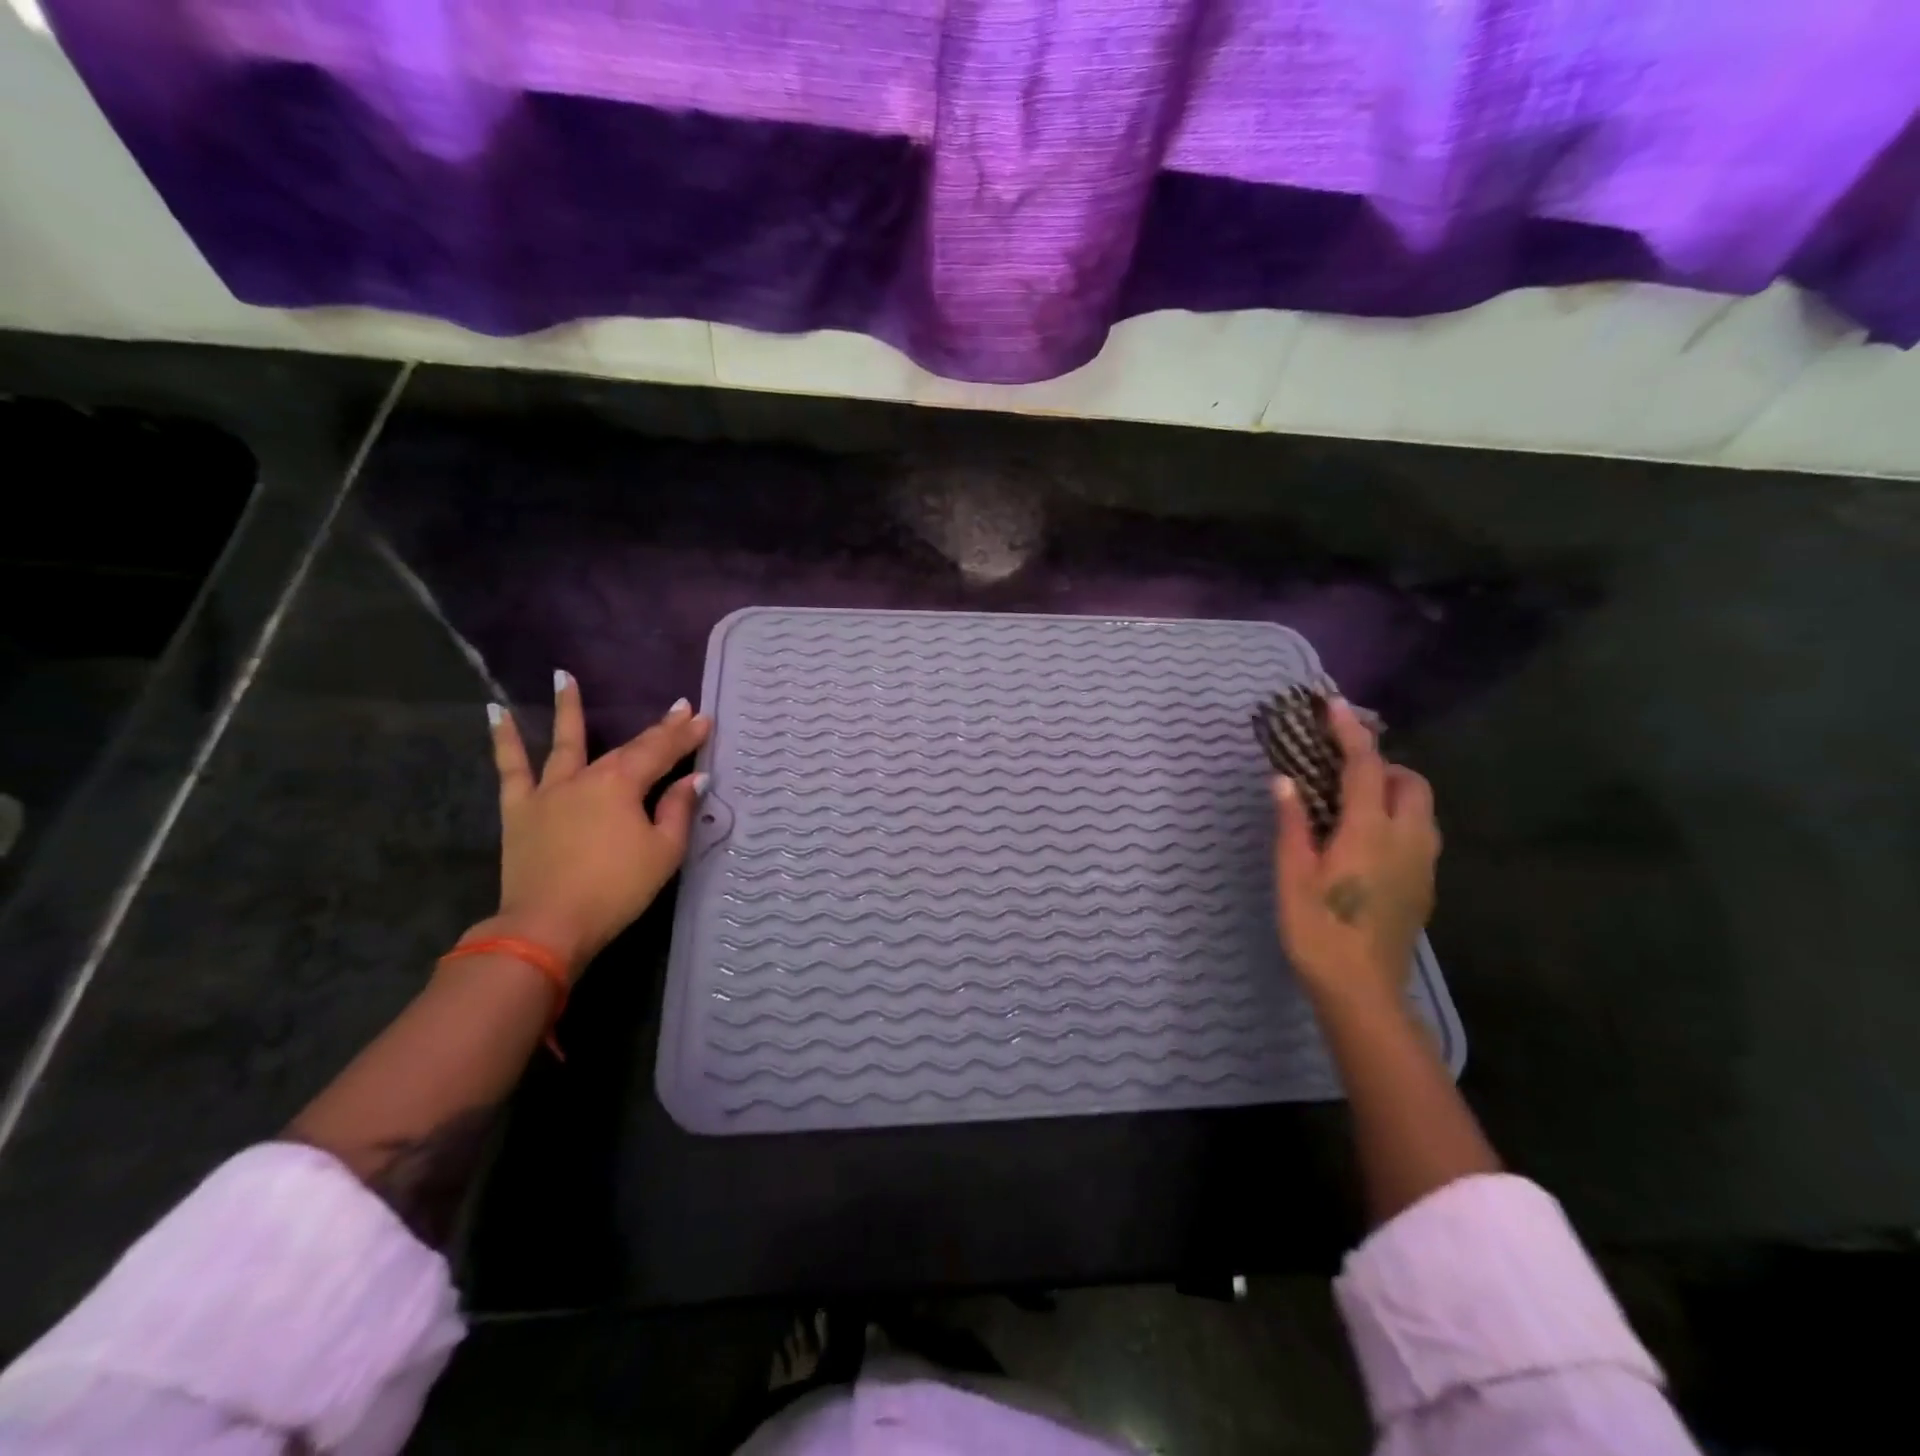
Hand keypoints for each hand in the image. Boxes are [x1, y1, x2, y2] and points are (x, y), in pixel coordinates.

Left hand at [477, 672, 711, 976]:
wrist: (547, 926)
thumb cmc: (615, 889)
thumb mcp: (663, 852)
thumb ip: (678, 810)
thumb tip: (694, 779)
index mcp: (622, 785)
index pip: (661, 752)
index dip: (685, 735)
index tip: (704, 717)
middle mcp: (585, 777)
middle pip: (626, 748)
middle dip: (657, 729)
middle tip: (678, 709)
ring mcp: (549, 791)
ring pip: (563, 743)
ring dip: (568, 708)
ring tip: (562, 675)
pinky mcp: (520, 810)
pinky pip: (511, 769)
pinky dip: (504, 740)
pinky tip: (496, 713)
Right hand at [1271, 698, 1439, 1007]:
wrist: (1362, 992)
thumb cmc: (1318, 931)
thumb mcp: (1292, 875)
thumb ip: (1292, 823)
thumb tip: (1284, 780)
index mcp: (1369, 831)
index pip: (1365, 767)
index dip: (1350, 732)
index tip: (1334, 705)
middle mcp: (1407, 839)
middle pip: (1410, 782)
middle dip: (1382, 765)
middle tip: (1342, 772)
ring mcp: (1422, 864)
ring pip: (1421, 808)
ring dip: (1393, 791)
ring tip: (1353, 803)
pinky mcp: (1424, 886)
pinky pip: (1419, 834)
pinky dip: (1398, 819)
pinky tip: (1366, 841)